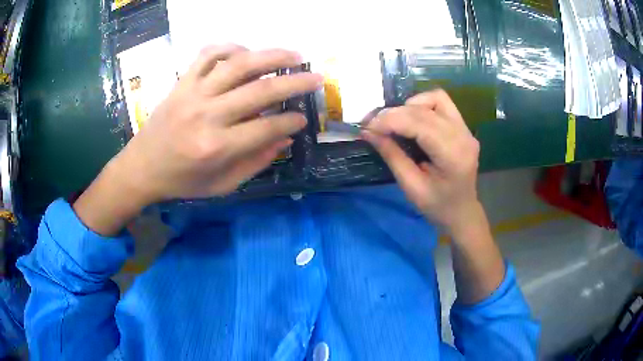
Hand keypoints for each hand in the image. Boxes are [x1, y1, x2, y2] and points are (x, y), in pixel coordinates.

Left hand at [73, 45, 321, 234]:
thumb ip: (255, 163)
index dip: (291, 121)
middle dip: (295, 83)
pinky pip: (208, 55)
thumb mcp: (221, 185)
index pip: (267, 127)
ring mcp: (193, 93)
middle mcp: (207, 115)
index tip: (305, 118)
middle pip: (260, 90)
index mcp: (217, 147)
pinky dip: (230, 47)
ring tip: (294, 55)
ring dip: (271, 56)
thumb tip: (285, 139)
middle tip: (316, 78)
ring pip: (238, 64)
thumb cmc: (182, 181)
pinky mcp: (182, 82)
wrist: (142, 167)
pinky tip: (246, 51)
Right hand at [362, 90, 479, 232]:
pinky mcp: (463, 126)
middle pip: (425, 110)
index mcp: (453, 155)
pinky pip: (441, 103)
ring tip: (393, 121)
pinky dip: (422, 105)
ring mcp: (466, 129)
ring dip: (410, 106)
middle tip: (372, 123)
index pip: (420, 124)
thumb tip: (368, 132)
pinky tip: (411, 119)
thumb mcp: (411, 187)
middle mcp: (463, 136)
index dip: (390, 120)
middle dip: (394, 113)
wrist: (462, 211)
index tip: (367, 126)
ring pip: (435, 98)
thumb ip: (392, 156)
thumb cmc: (437, 206)